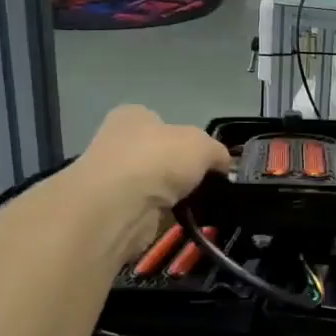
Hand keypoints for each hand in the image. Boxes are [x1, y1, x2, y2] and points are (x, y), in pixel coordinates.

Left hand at [69, 106, 231, 260]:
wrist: (121, 205)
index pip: (162, 123)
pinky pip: (149, 210)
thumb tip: (222, 165)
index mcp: (132, 116)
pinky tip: (179, 219)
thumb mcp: (203, 145)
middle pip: (158, 156)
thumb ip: (217, 152)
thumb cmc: (159, 159)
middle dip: (179, 170)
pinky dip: (164, 215)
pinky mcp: (113, 210)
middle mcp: (117, 142)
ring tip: (197, 204)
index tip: (205, 158)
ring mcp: (112, 178)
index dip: (185, 139)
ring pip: (154, 185)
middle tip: (205, 183)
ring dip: (172, 195)